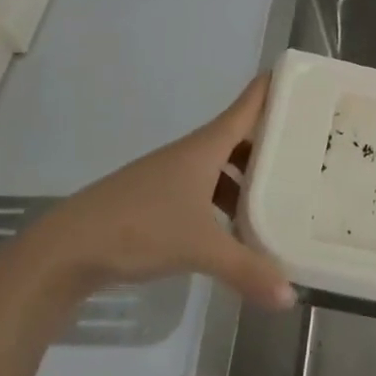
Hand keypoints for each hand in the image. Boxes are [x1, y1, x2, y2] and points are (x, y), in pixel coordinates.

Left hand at [29, 74, 296, 309]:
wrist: (67, 249)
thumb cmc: (139, 228)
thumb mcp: (200, 248)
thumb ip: (247, 270)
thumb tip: (290, 297)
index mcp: (205, 148)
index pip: (247, 106)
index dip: (274, 88)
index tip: (306, 77)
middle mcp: (190, 155)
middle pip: (238, 137)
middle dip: (271, 141)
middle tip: (309, 149)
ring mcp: (170, 177)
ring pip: (220, 167)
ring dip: (247, 177)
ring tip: (279, 196)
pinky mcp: (156, 200)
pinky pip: (203, 190)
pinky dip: (224, 201)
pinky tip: (235, 229)